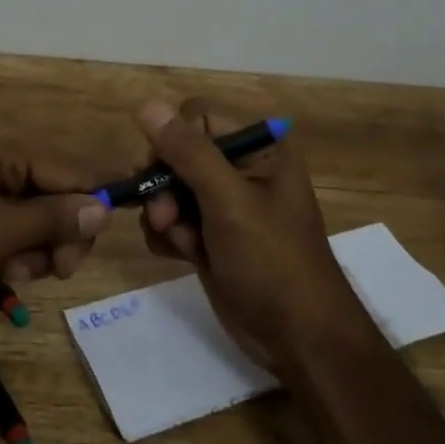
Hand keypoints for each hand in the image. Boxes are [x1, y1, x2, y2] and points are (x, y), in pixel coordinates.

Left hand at [0, 128, 110, 318]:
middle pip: (46, 191)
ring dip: (29, 247)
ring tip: (11, 276)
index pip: (64, 170)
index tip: (83, 257)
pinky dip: (3, 248)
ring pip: (23, 212)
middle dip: (53, 234)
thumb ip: (49, 220)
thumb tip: (102, 208)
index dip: (84, 210)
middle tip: (50, 274)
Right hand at [136, 99, 364, 373]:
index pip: (197, 118)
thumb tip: (148, 106)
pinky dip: (167, 235)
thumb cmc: (273, 261)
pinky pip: (170, 219)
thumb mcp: (230, 201)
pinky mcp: (208, 235)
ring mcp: (222, 204)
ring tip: (181, 240)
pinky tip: (182, 255)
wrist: (297, 338)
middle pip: (176, 152)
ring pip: (167, 187)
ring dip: (163, 213)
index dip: (172, 139)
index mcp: (258, 147)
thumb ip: (188, 153)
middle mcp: (239, 168)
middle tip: (165, 215)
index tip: (159, 169)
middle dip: (163, 183)